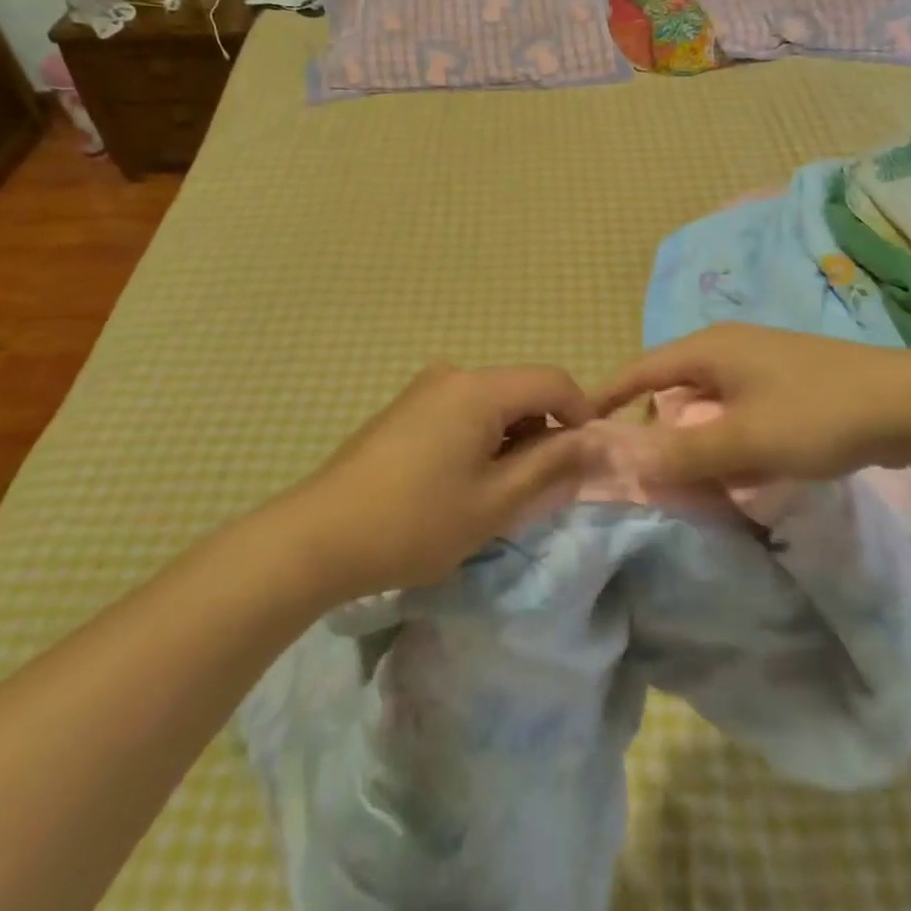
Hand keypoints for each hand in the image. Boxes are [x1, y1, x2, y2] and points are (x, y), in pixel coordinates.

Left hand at [278, 364, 595, 598]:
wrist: (318, 536)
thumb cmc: (414, 523)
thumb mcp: (494, 502)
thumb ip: (551, 466)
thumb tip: (592, 442)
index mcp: (478, 389)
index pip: (553, 382)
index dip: (581, 416)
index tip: (584, 461)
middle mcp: (452, 375)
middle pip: (521, 389)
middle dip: (543, 431)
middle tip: (539, 487)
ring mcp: (424, 389)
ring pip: (492, 402)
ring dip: (511, 438)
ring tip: (497, 492)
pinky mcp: (405, 408)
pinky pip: (462, 410)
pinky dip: (480, 438)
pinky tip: (460, 481)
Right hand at [592, 323, 910, 485]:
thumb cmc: (819, 413)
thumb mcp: (746, 439)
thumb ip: (684, 452)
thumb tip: (624, 461)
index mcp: (709, 349)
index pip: (641, 370)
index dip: (609, 397)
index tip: (581, 427)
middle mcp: (728, 349)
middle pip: (672, 388)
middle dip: (655, 428)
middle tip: (644, 471)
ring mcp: (759, 365)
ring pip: (706, 403)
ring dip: (693, 439)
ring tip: (688, 479)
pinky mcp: (785, 384)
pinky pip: (736, 411)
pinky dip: (725, 438)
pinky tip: (737, 471)